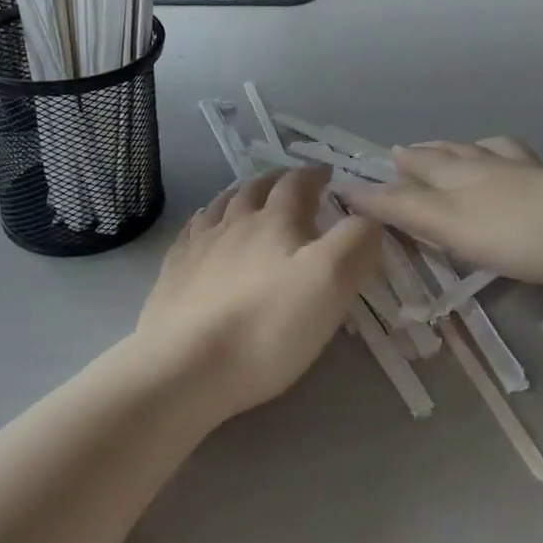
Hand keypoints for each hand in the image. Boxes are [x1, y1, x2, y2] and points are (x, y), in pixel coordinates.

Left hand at [139, 168, 381, 416]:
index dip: (314, 175)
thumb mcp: (331, 281)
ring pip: (221, 206)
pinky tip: (203, 230)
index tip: (328, 176)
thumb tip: (369, 217)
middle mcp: (233, 223)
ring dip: (240, 195)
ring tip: (248, 196)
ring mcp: (198, 247)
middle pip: (255, 188)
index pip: (297, 183)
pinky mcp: (173, 274)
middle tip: (291, 183)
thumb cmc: (268, 325)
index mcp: (274, 220)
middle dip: (277, 181)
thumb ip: (357, 242)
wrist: (186, 366)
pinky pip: (191, 234)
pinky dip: (205, 222)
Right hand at [342, 139, 542, 291]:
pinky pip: (516, 159)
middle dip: (419, 155)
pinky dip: (500, 154)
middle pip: (445, 154)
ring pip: (481, 151)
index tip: (354, 179)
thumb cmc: (518, 233)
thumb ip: (402, 208)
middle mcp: (486, 164)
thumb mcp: (450, 224)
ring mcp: (523, 170)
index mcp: (458, 174)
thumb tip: (350, 188)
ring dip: (457, 150)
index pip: (412, 171)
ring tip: (448, 149)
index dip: (383, 178)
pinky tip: (509, 161)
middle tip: (399, 154)